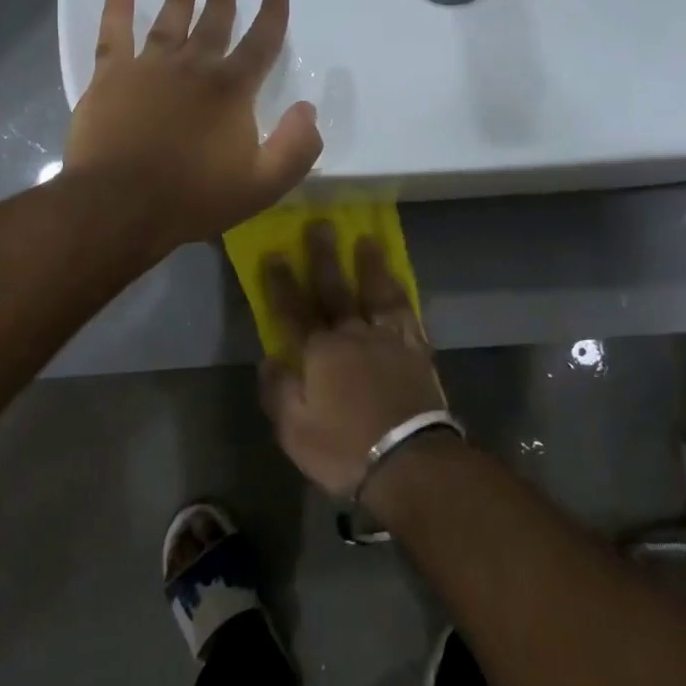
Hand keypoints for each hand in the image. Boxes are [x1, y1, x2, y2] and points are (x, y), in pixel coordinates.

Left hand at [65, 0, 323, 252]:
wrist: (121, 205)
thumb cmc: (194, 197)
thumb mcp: (264, 184)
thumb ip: (296, 146)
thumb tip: (308, 108)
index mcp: (231, 89)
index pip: (260, 43)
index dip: (272, 15)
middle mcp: (192, 66)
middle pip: (212, 24)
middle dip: (222, 0)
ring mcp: (148, 67)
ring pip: (168, 22)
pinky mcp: (110, 76)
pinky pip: (114, 32)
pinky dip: (117, 5)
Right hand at [259, 220, 448, 499]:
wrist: (409, 460)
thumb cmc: (344, 448)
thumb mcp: (294, 430)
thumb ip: (278, 390)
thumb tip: (268, 357)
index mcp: (319, 352)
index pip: (293, 310)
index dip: (281, 282)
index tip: (274, 253)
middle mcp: (352, 334)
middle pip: (334, 289)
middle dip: (324, 256)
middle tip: (320, 224)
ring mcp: (388, 338)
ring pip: (375, 291)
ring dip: (369, 264)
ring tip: (367, 239)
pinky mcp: (416, 349)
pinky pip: (406, 311)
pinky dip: (400, 292)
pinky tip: (398, 280)